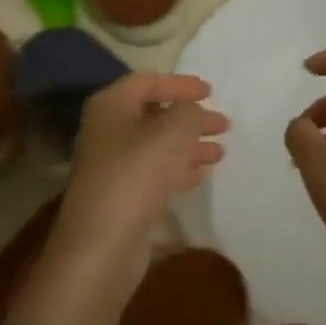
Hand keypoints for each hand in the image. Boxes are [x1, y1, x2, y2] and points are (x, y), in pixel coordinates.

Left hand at [49, 73, 229, 297]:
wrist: (102, 243)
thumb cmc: (136, 174)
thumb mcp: (173, 132)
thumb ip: (189, 112)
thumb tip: (193, 111)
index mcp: (111, 106)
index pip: (148, 81)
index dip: (180, 84)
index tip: (210, 91)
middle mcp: (107, 131)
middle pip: (153, 115)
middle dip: (190, 118)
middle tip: (223, 124)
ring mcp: (112, 166)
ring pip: (156, 146)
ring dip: (188, 145)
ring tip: (219, 152)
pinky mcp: (120, 196)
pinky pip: (154, 173)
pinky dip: (178, 169)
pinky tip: (200, 175)